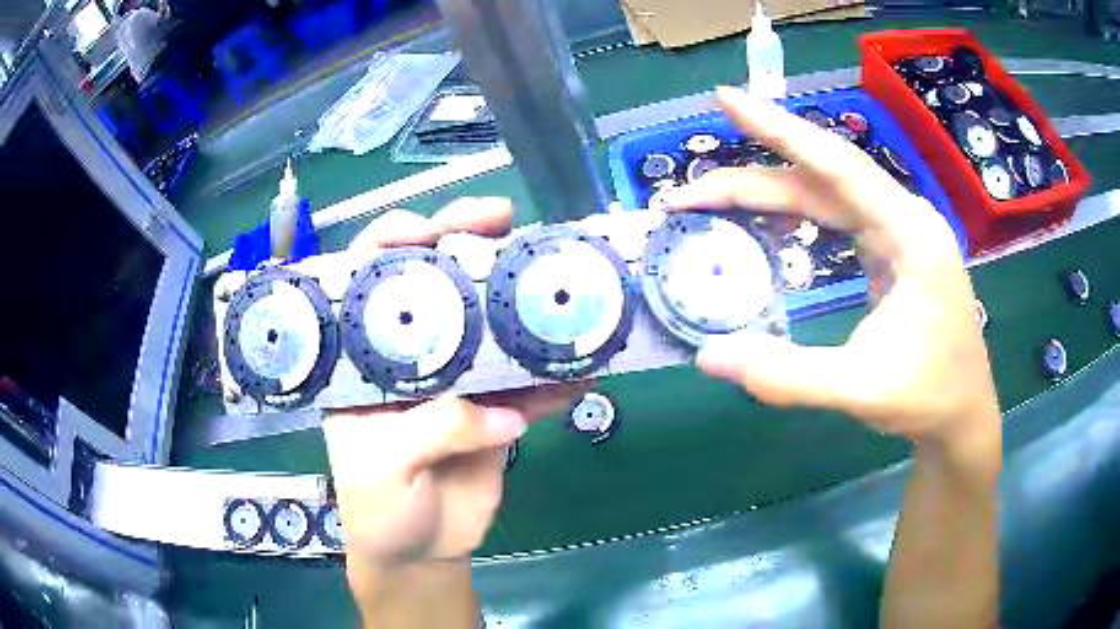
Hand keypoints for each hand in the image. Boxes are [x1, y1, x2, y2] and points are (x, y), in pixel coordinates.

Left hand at [321, 199, 588, 625]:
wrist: (422, 552)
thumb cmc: (379, 510)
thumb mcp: (383, 470)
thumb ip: (432, 432)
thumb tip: (503, 413)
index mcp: (363, 362)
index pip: (366, 283)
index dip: (390, 245)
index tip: (428, 227)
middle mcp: (409, 358)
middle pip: (435, 287)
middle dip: (466, 247)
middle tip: (503, 220)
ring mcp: (457, 381)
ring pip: (489, 327)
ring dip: (521, 303)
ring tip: (555, 277)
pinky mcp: (496, 411)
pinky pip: (528, 386)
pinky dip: (555, 377)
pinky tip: (582, 365)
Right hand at [666, 87, 1000, 477]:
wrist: (963, 414)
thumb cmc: (929, 398)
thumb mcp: (861, 390)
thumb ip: (788, 376)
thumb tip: (709, 357)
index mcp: (912, 235)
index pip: (839, 166)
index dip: (780, 130)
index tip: (726, 98)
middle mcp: (905, 218)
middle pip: (822, 178)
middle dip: (753, 178)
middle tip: (690, 190)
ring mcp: (899, 232)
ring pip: (826, 195)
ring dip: (769, 195)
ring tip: (713, 202)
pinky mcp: (891, 250)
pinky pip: (836, 217)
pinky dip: (795, 215)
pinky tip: (767, 221)